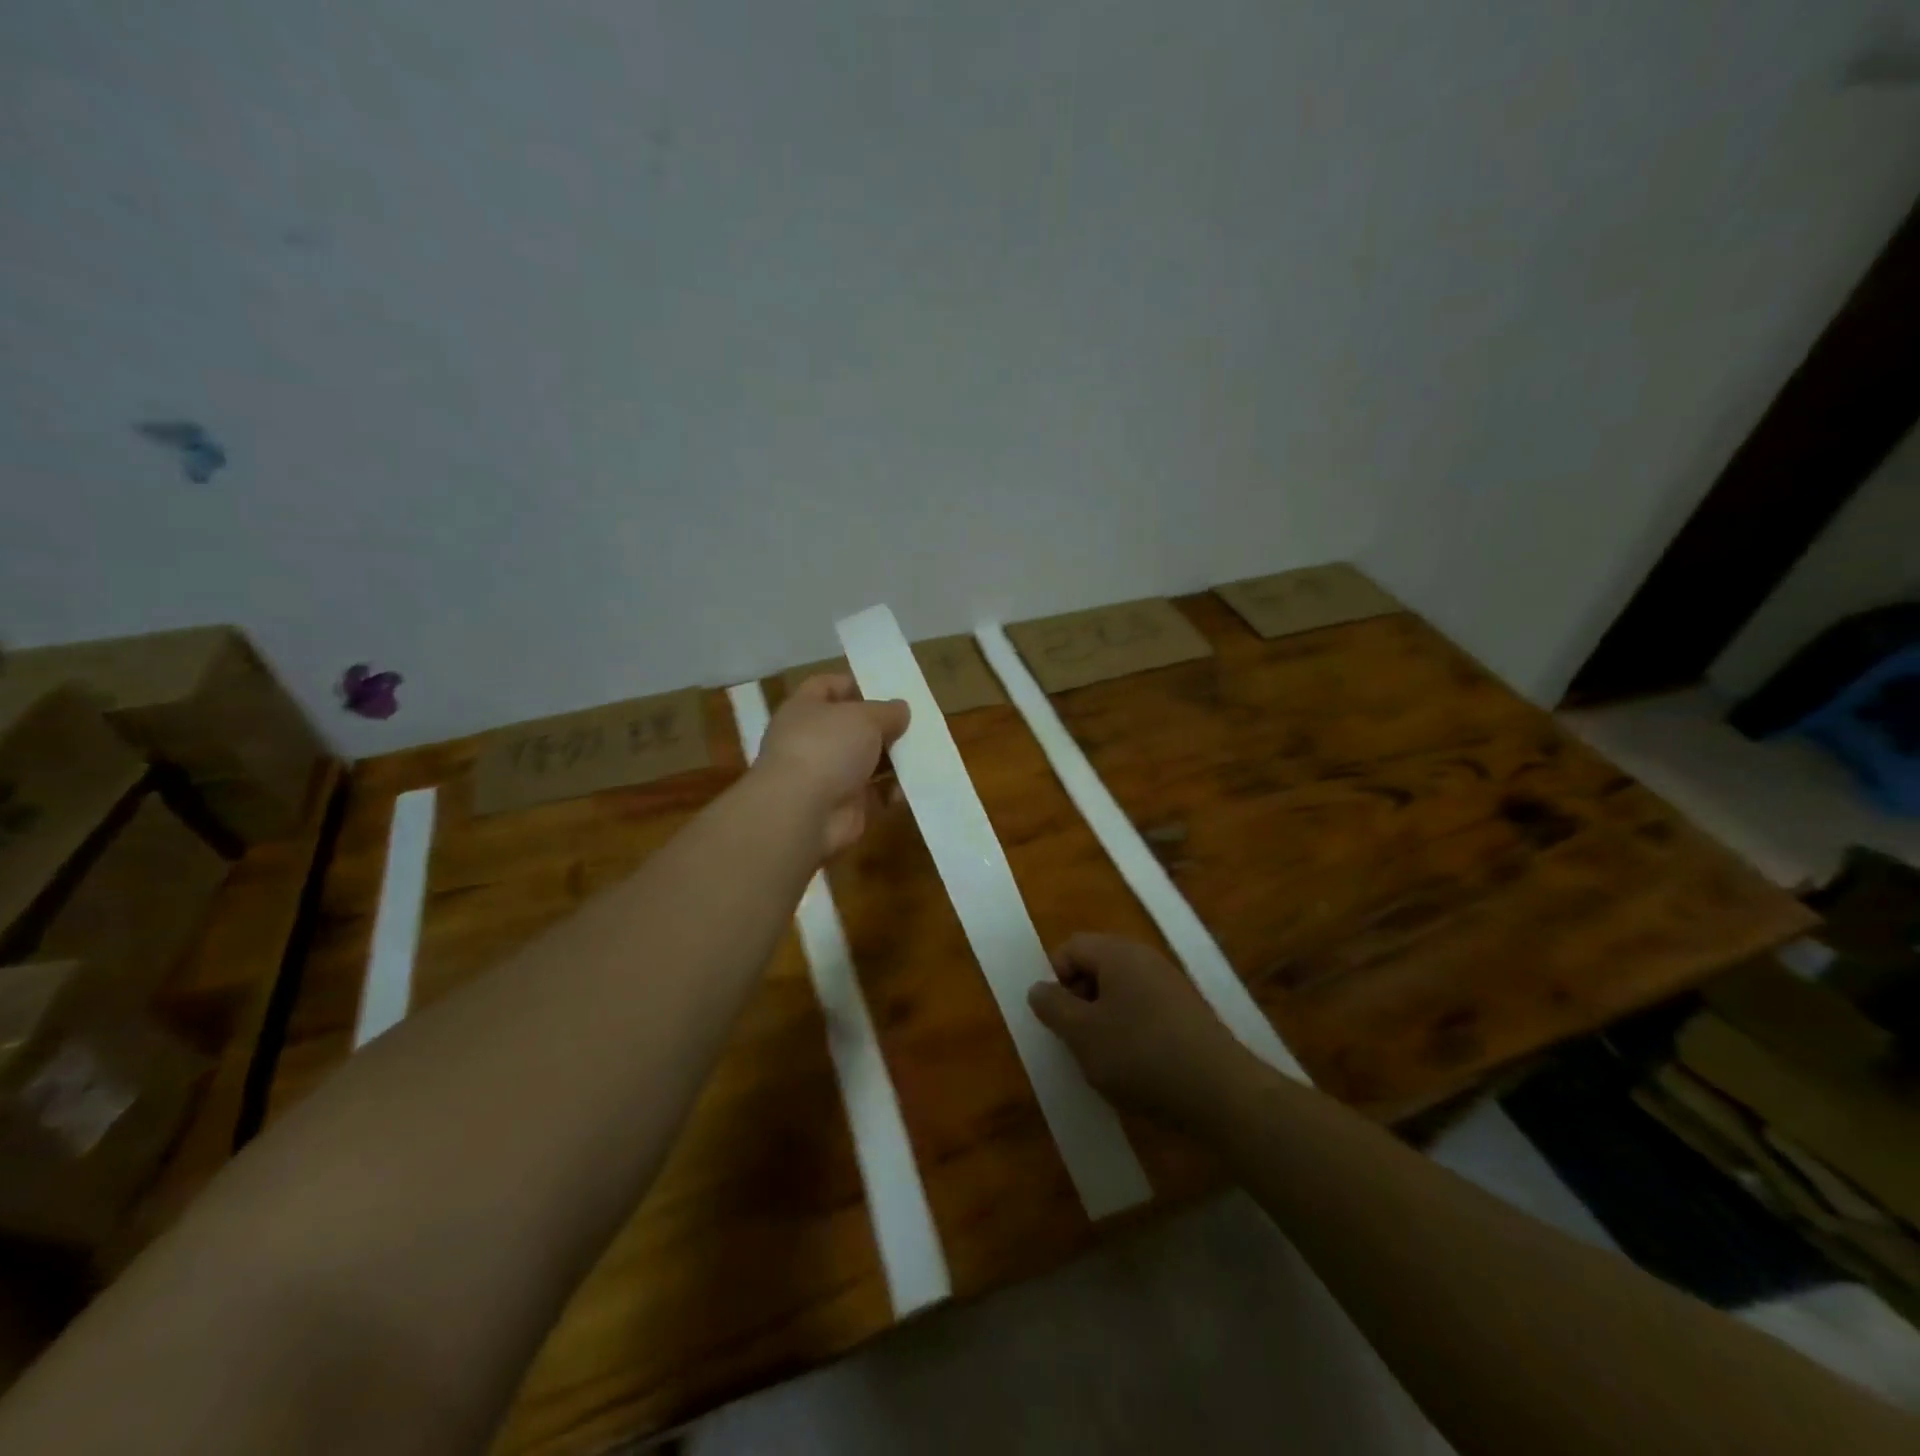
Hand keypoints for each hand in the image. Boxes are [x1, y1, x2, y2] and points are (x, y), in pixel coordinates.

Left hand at [755, 674, 909, 856]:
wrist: (803, 813)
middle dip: (883, 726)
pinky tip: (914, 785)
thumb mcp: (864, 717)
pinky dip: (894, 791)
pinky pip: (876, 794)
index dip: (854, 683)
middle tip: (915, 722)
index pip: (826, 686)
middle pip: (852, 727)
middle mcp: (812, 740)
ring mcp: (827, 775)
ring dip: (893, 759)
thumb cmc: (827, 747)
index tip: (887, 687)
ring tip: (923, 752)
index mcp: (805, 709)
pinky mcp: (844, 806)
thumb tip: (901, 708)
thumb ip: (887, 711)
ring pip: (867, 761)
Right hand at [1028, 933, 1255, 1126]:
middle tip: (1078, 1042)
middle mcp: (1145, 958)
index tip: (1058, 1020)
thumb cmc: (1140, 1055)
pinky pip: (1144, 1012)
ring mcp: (1170, 985)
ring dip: (1104, 1021)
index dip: (1055, 980)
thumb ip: (1053, 1007)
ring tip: (1106, 1061)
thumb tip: (1038, 987)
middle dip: (1079, 1002)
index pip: (1070, 948)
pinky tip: (1136, 1068)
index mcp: (1118, 953)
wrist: (1221, 1094)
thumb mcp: (1082, 1034)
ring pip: (1120, 993)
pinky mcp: (1187, 1014)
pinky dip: (1131, 1033)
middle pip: (1095, 968)